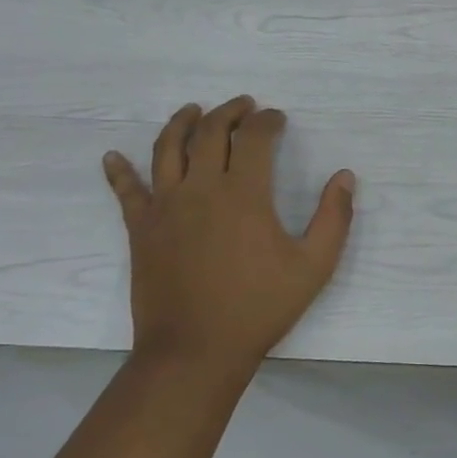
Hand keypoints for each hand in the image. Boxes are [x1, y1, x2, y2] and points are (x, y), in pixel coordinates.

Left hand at [102, 96, 355, 379]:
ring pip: (167, 149)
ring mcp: (165, 207)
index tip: (277, 119)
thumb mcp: (314, 266)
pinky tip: (111, 156)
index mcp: (243, 193)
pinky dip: (118, 171)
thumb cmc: (259, 307)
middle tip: (244, 105)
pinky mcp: (140, 229)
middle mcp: (200, 189)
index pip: (254, 137)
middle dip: (229, 112)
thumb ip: (334, 218)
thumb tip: (345, 176)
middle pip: (209, 132)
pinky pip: (126, 191)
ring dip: (181, 123)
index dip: (267, 121)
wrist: (195, 352)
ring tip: (192, 110)